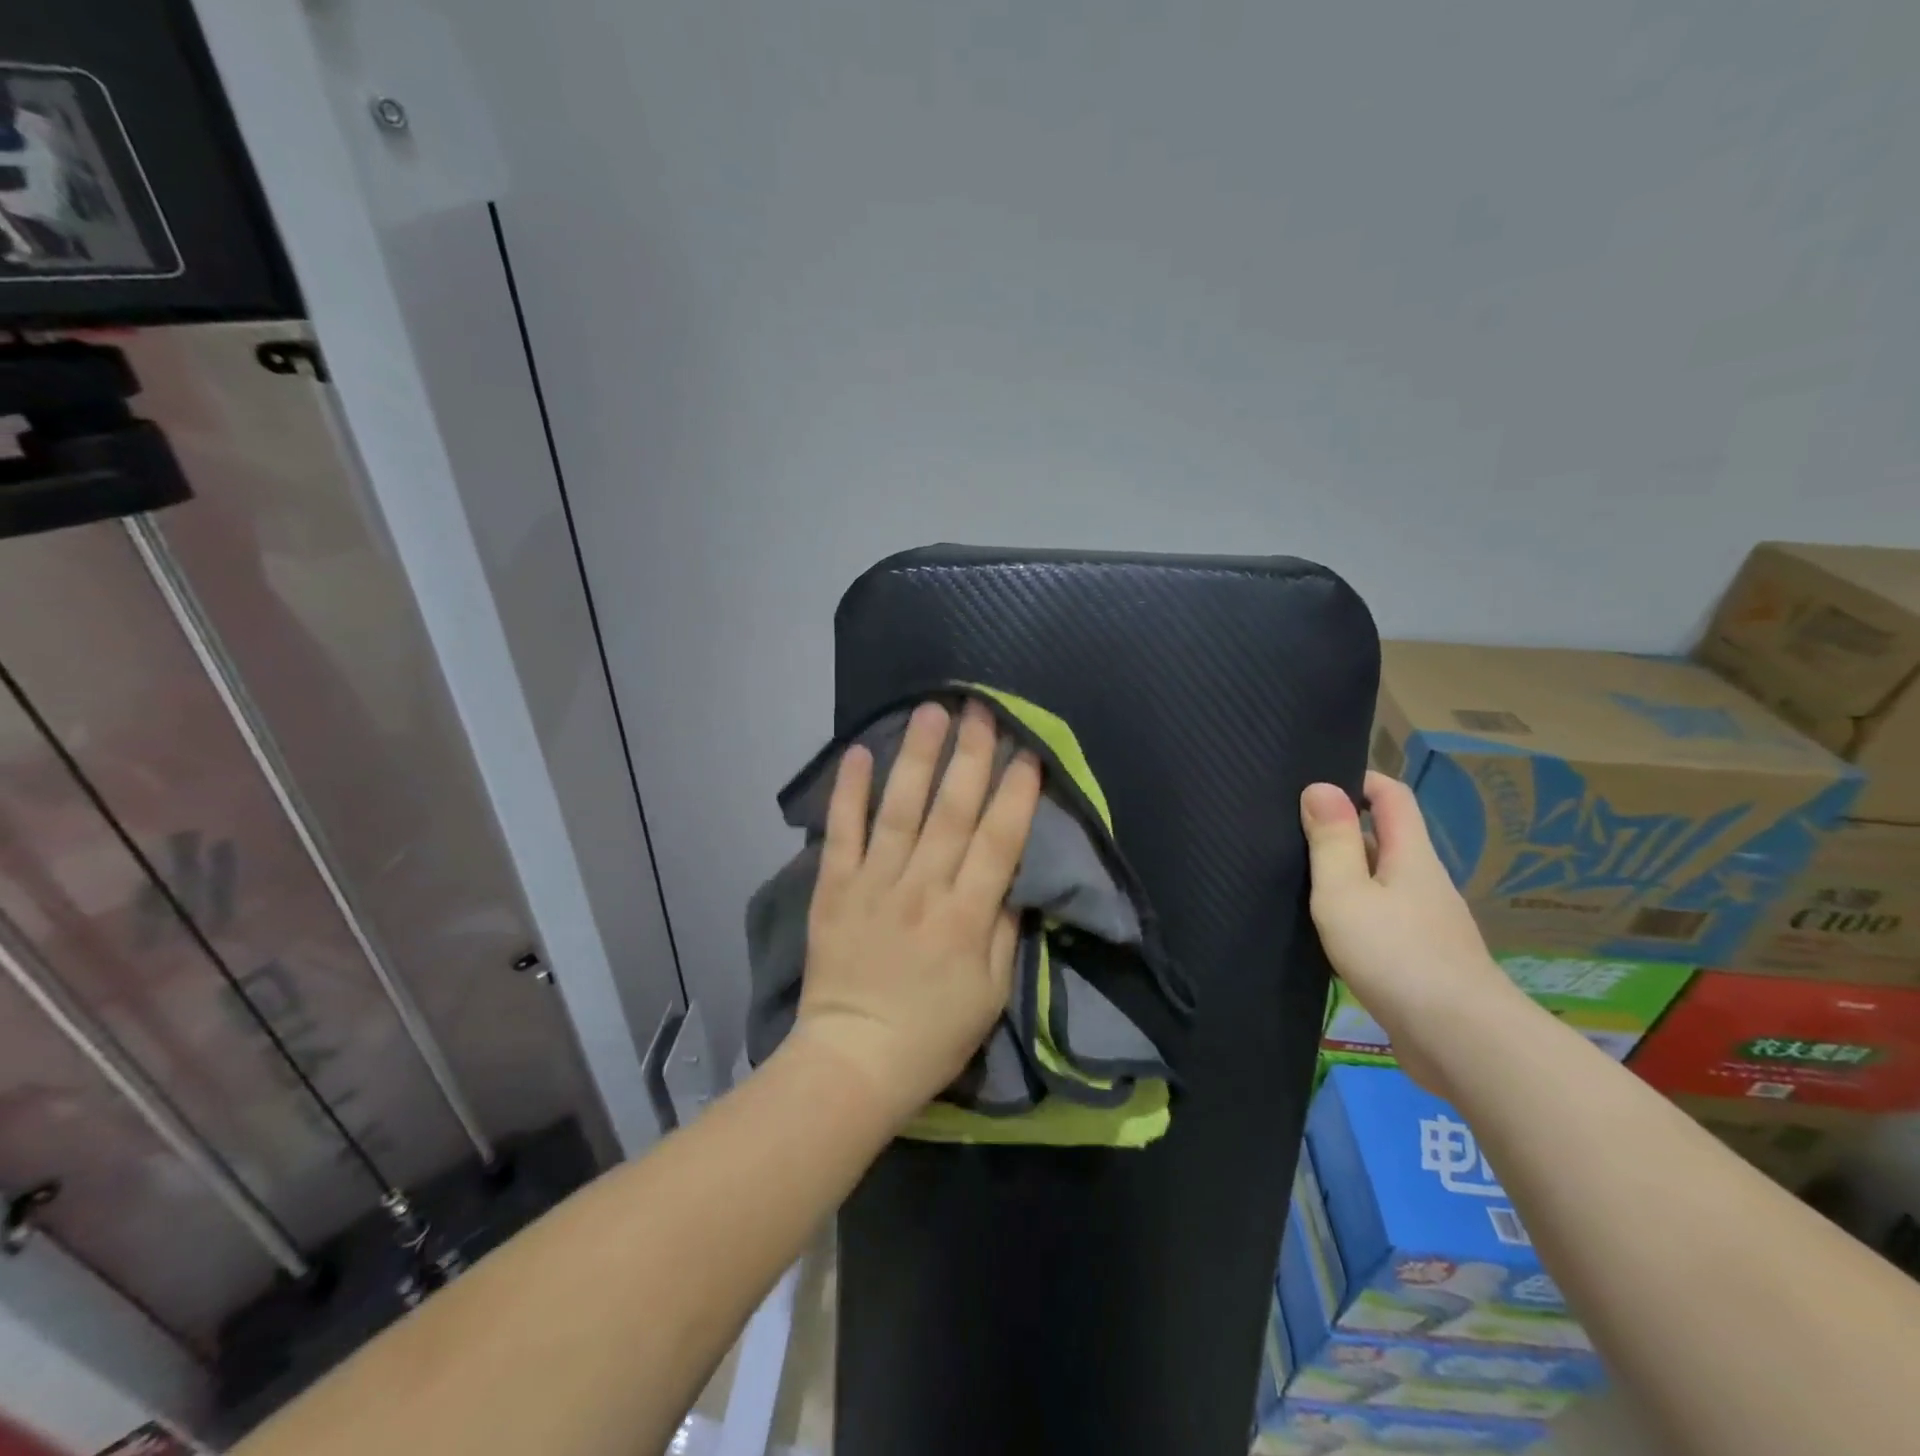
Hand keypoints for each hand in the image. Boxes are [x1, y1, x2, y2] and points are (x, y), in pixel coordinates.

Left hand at [793, 701, 1043, 1125]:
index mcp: (967, 917)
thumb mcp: (992, 994)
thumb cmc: (933, 1035)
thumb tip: (1013, 878)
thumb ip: (1005, 931)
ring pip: (900, 810)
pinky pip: (842, 833)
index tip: (1028, 752)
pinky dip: (849, 792)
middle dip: (970, 755)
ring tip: (931, 711)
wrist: (853, 1062)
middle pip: (952, 811)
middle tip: (980, 708)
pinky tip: (859, 752)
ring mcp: (874, 885)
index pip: (998, 842)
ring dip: (917, 758)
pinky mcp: (834, 889)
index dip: (1016, 794)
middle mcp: (922, 889)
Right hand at [1301, 770, 1521, 1095]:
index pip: (1392, 796)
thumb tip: (1321, 786)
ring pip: (1381, 882)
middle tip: (1289, 831)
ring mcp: (1427, 923)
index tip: (1316, 780)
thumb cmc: (1395, 954)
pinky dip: (1355, 913)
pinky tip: (1326, 931)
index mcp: (1411, 856)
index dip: (1359, 778)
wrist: (1460, 1041)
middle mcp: (1424, 882)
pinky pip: (1383, 919)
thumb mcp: (1346, 891)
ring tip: (1296, 879)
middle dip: (1342, 829)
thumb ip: (1332, 841)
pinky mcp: (1423, 960)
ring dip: (1345, 875)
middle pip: (1386, 839)